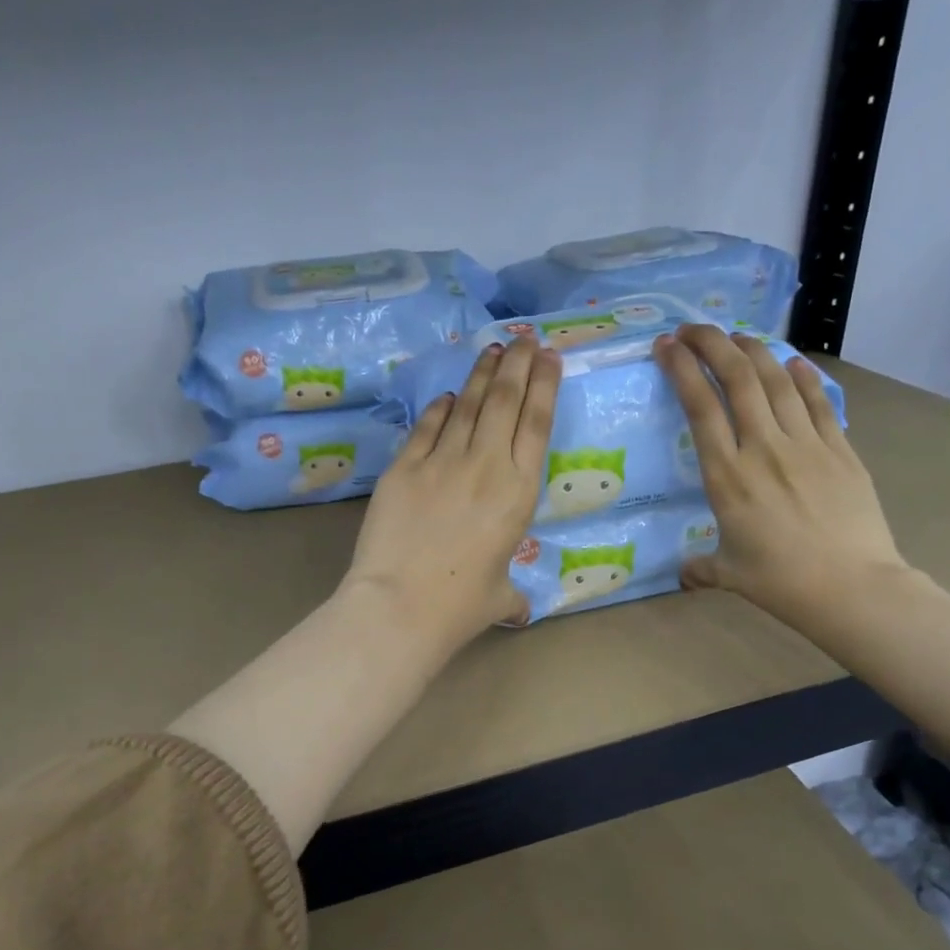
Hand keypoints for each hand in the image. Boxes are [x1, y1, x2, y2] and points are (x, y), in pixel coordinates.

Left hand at [344, 338, 561, 649]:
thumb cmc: (459, 606)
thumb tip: (519, 611)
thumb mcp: (499, 598)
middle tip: (524, 337)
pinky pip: (427, 426)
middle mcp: (485, 465)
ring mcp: (441, 461)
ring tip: (493, 350)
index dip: (545, 384)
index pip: (537, 423)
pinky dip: (439, 407)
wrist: (400, 604)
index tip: (549, 356)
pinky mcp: (404, 466)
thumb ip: (512, 595)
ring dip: (482, 373)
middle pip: (505, 400)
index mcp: (518, 492)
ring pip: (467, 404)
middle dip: (518, 363)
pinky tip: (446, 394)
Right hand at [654, 324, 907, 630]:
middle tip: (694, 329)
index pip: (700, 408)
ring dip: (754, 351)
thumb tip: (686, 575)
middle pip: (737, 379)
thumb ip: (701, 567)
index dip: (682, 370)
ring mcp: (805, 444)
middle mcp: (762, 449)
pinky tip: (791, 363)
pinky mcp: (840, 449)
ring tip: (736, 337)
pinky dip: (802, 378)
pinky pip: (818, 402)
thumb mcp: (729, 574)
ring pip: (776, 381)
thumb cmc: (781, 582)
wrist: (851, 586)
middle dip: (712, 344)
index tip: (666, 346)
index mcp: (727, 477)